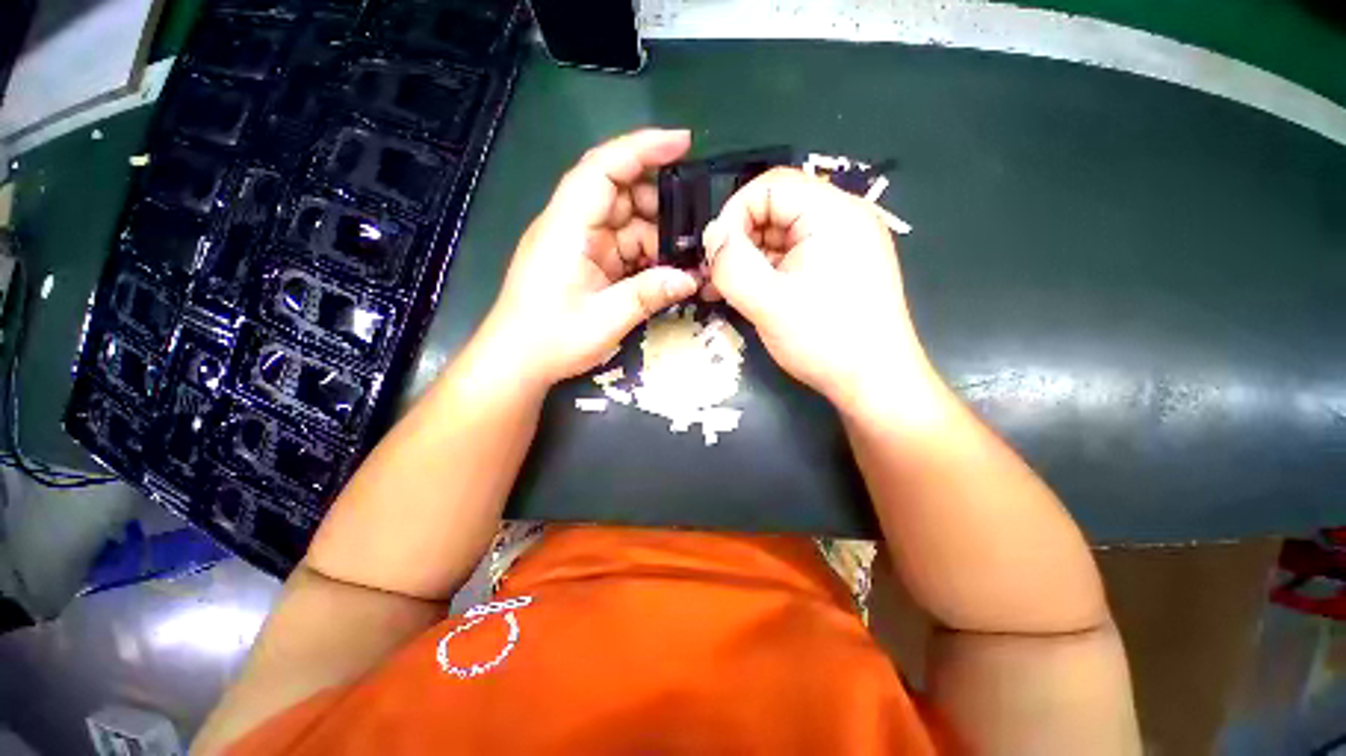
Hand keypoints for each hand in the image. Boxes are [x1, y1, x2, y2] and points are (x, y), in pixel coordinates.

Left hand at [480, 129, 699, 387]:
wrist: (516, 361)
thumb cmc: (551, 339)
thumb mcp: (606, 319)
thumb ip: (649, 294)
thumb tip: (691, 279)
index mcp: (568, 227)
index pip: (603, 168)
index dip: (641, 148)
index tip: (682, 143)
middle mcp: (571, 226)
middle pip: (618, 193)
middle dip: (658, 204)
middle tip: (694, 227)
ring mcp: (577, 244)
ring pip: (623, 222)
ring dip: (654, 236)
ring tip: (684, 256)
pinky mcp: (583, 262)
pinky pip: (619, 246)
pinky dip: (643, 255)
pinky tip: (663, 271)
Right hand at [703, 168, 929, 409]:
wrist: (875, 383)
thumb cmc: (825, 340)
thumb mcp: (768, 303)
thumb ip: (732, 265)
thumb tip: (712, 237)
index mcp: (832, 214)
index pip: (771, 185)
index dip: (735, 213)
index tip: (715, 254)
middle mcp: (842, 219)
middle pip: (776, 209)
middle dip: (739, 241)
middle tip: (713, 276)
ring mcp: (843, 245)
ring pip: (781, 236)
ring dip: (748, 260)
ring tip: (720, 290)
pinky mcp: (838, 268)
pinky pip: (793, 258)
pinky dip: (767, 272)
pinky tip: (745, 294)